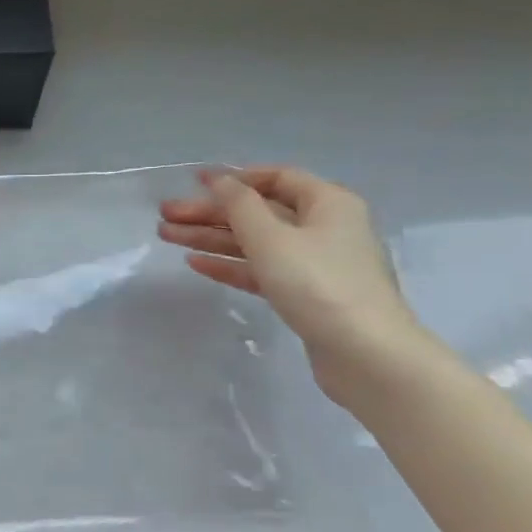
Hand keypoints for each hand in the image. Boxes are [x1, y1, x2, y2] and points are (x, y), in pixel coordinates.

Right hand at [157, 166, 426, 402]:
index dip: (234, 178)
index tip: (193, 183)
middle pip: (259, 211)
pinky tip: (196, 263)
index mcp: (327, 203)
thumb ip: (239, 205)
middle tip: (166, 215)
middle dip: (211, 212)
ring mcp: (315, 263)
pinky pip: (260, 269)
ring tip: (168, 236)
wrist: (365, 354)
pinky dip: (229, 264)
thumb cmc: (318, 283)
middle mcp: (324, 227)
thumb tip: (219, 179)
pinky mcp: (305, 294)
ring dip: (211, 237)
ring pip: (255, 241)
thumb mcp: (271, 238)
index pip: (276, 177)